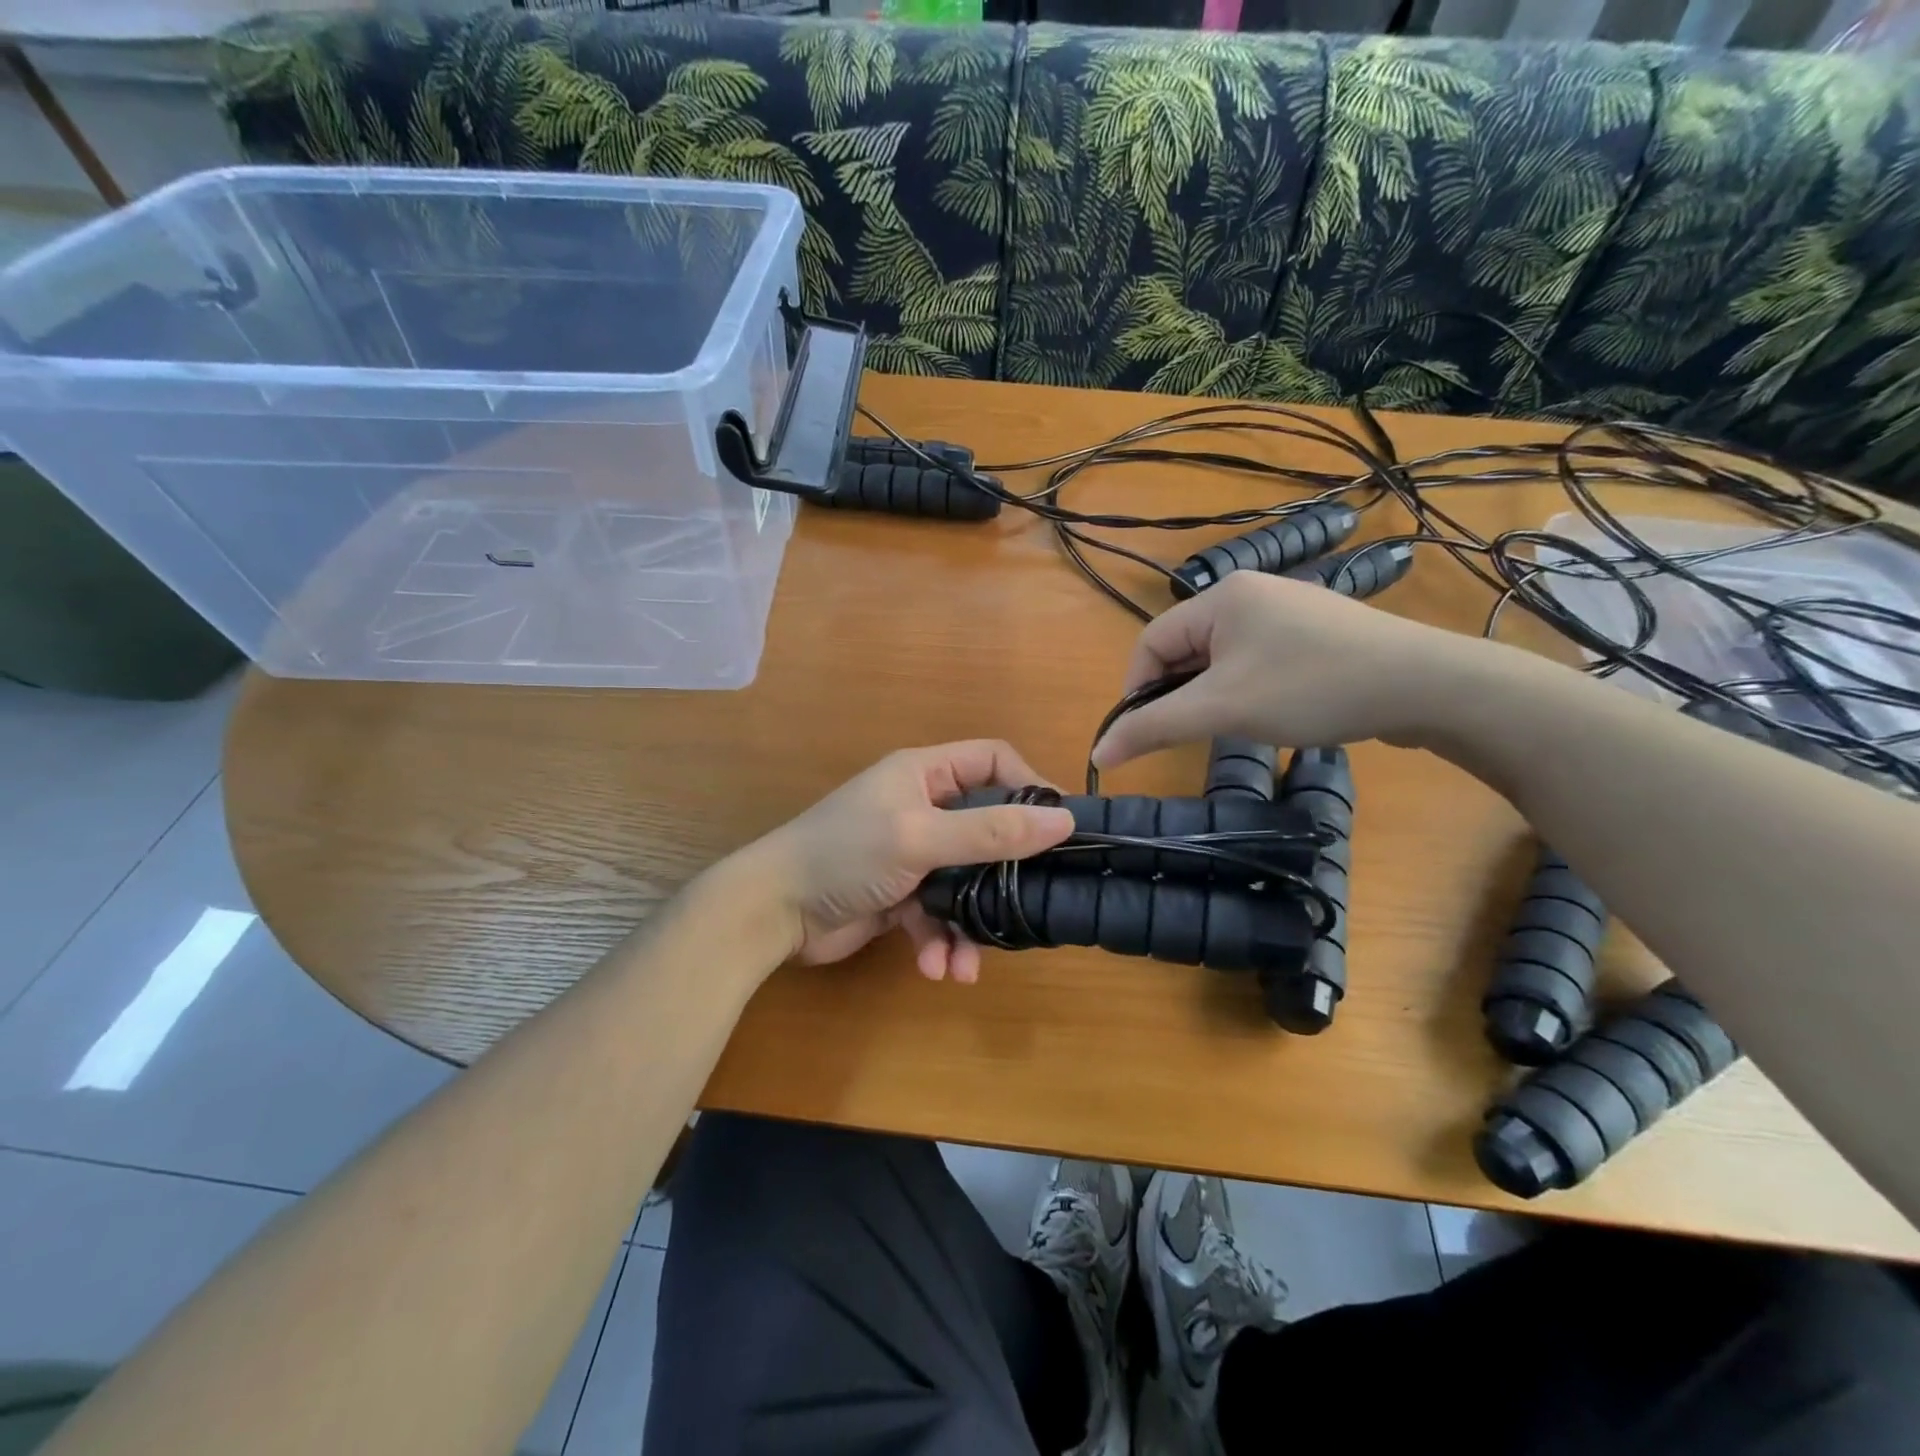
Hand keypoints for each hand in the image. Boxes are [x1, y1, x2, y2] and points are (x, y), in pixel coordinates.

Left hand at [744, 742, 1073, 981]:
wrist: (772, 912)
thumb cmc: (845, 855)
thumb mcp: (920, 837)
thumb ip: (991, 831)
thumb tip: (1064, 821)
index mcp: (924, 774)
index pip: (993, 761)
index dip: (1029, 785)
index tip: (1060, 826)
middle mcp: (921, 807)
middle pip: (986, 828)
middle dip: (1003, 873)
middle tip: (1032, 902)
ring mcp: (911, 853)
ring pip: (965, 881)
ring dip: (971, 923)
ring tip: (968, 962)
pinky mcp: (899, 896)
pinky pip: (937, 914)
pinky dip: (940, 940)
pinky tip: (935, 967)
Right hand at [1091, 571, 1487, 768]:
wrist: (1425, 685)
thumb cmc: (1311, 688)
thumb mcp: (1222, 709)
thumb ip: (1153, 727)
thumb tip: (1098, 754)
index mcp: (1221, 596)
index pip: (1151, 641)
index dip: (1138, 688)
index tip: (1146, 732)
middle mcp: (1250, 592)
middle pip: (1186, 647)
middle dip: (1180, 692)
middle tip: (1196, 731)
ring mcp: (1286, 611)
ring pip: (1221, 657)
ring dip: (1213, 694)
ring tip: (1235, 724)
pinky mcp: (1313, 633)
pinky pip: (1256, 659)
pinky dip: (1247, 688)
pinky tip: (1271, 711)